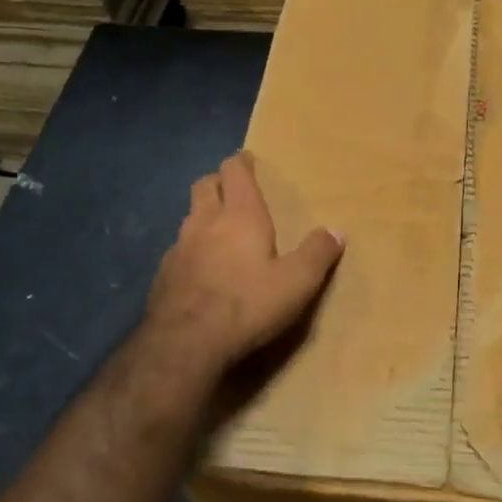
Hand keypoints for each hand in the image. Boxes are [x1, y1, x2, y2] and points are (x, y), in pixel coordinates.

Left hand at [145, 152, 343, 379]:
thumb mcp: (297, 282)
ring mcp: (179, 247)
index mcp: (240, 216)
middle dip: (218, 181)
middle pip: (205, 186)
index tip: (248, 159)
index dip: (241, 163)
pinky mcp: (164, 274)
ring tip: (218, 228)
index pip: (235, 173)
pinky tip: (201, 267)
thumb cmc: (248, 304)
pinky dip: (192, 247)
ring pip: (189, 216)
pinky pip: (179, 248)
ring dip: (203, 214)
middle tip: (232, 187)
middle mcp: (205, 222)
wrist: (186, 342)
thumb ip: (317, 254)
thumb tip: (336, 231)